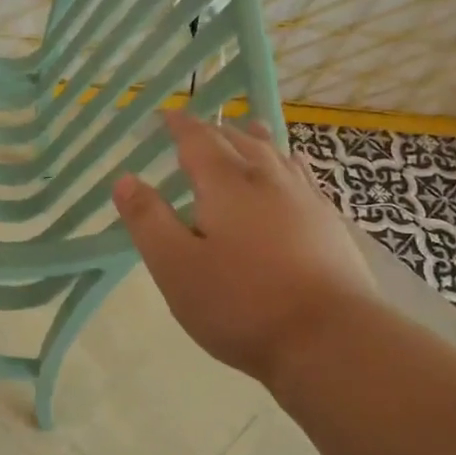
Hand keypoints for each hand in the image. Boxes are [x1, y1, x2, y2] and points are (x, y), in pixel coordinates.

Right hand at [113, 111, 375, 388]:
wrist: (330, 338)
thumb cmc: (241, 304)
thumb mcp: (176, 267)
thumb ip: (148, 221)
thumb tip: (125, 179)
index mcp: (226, 186)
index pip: (198, 141)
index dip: (180, 126)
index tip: (167, 116)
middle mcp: (268, 181)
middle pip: (239, 142)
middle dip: (215, 131)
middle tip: (199, 128)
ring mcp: (305, 200)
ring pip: (276, 155)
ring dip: (255, 139)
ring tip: (247, 129)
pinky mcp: (330, 224)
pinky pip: (303, 176)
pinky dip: (288, 163)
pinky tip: (294, 170)